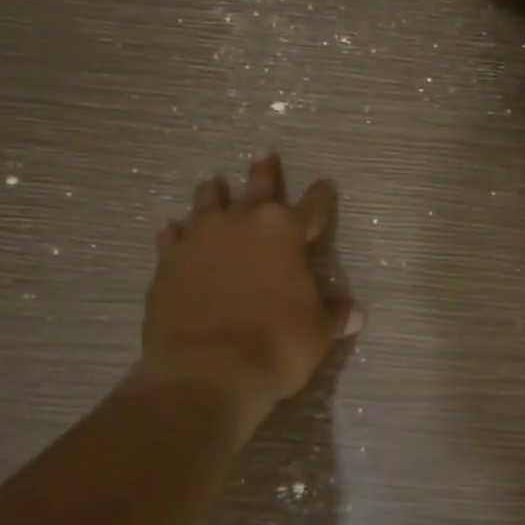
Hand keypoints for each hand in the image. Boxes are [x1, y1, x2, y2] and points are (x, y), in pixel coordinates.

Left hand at [140, 152, 362, 426]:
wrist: (206, 371)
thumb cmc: (276, 346)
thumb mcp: (318, 333)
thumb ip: (334, 315)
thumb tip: (356, 313)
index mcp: (286, 233)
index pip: (313, 206)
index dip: (321, 195)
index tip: (325, 183)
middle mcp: (244, 223)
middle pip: (258, 186)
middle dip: (265, 170)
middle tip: (264, 153)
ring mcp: (201, 238)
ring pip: (208, 200)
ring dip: (214, 191)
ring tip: (214, 181)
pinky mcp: (168, 261)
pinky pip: (172, 236)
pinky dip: (175, 232)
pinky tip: (172, 228)